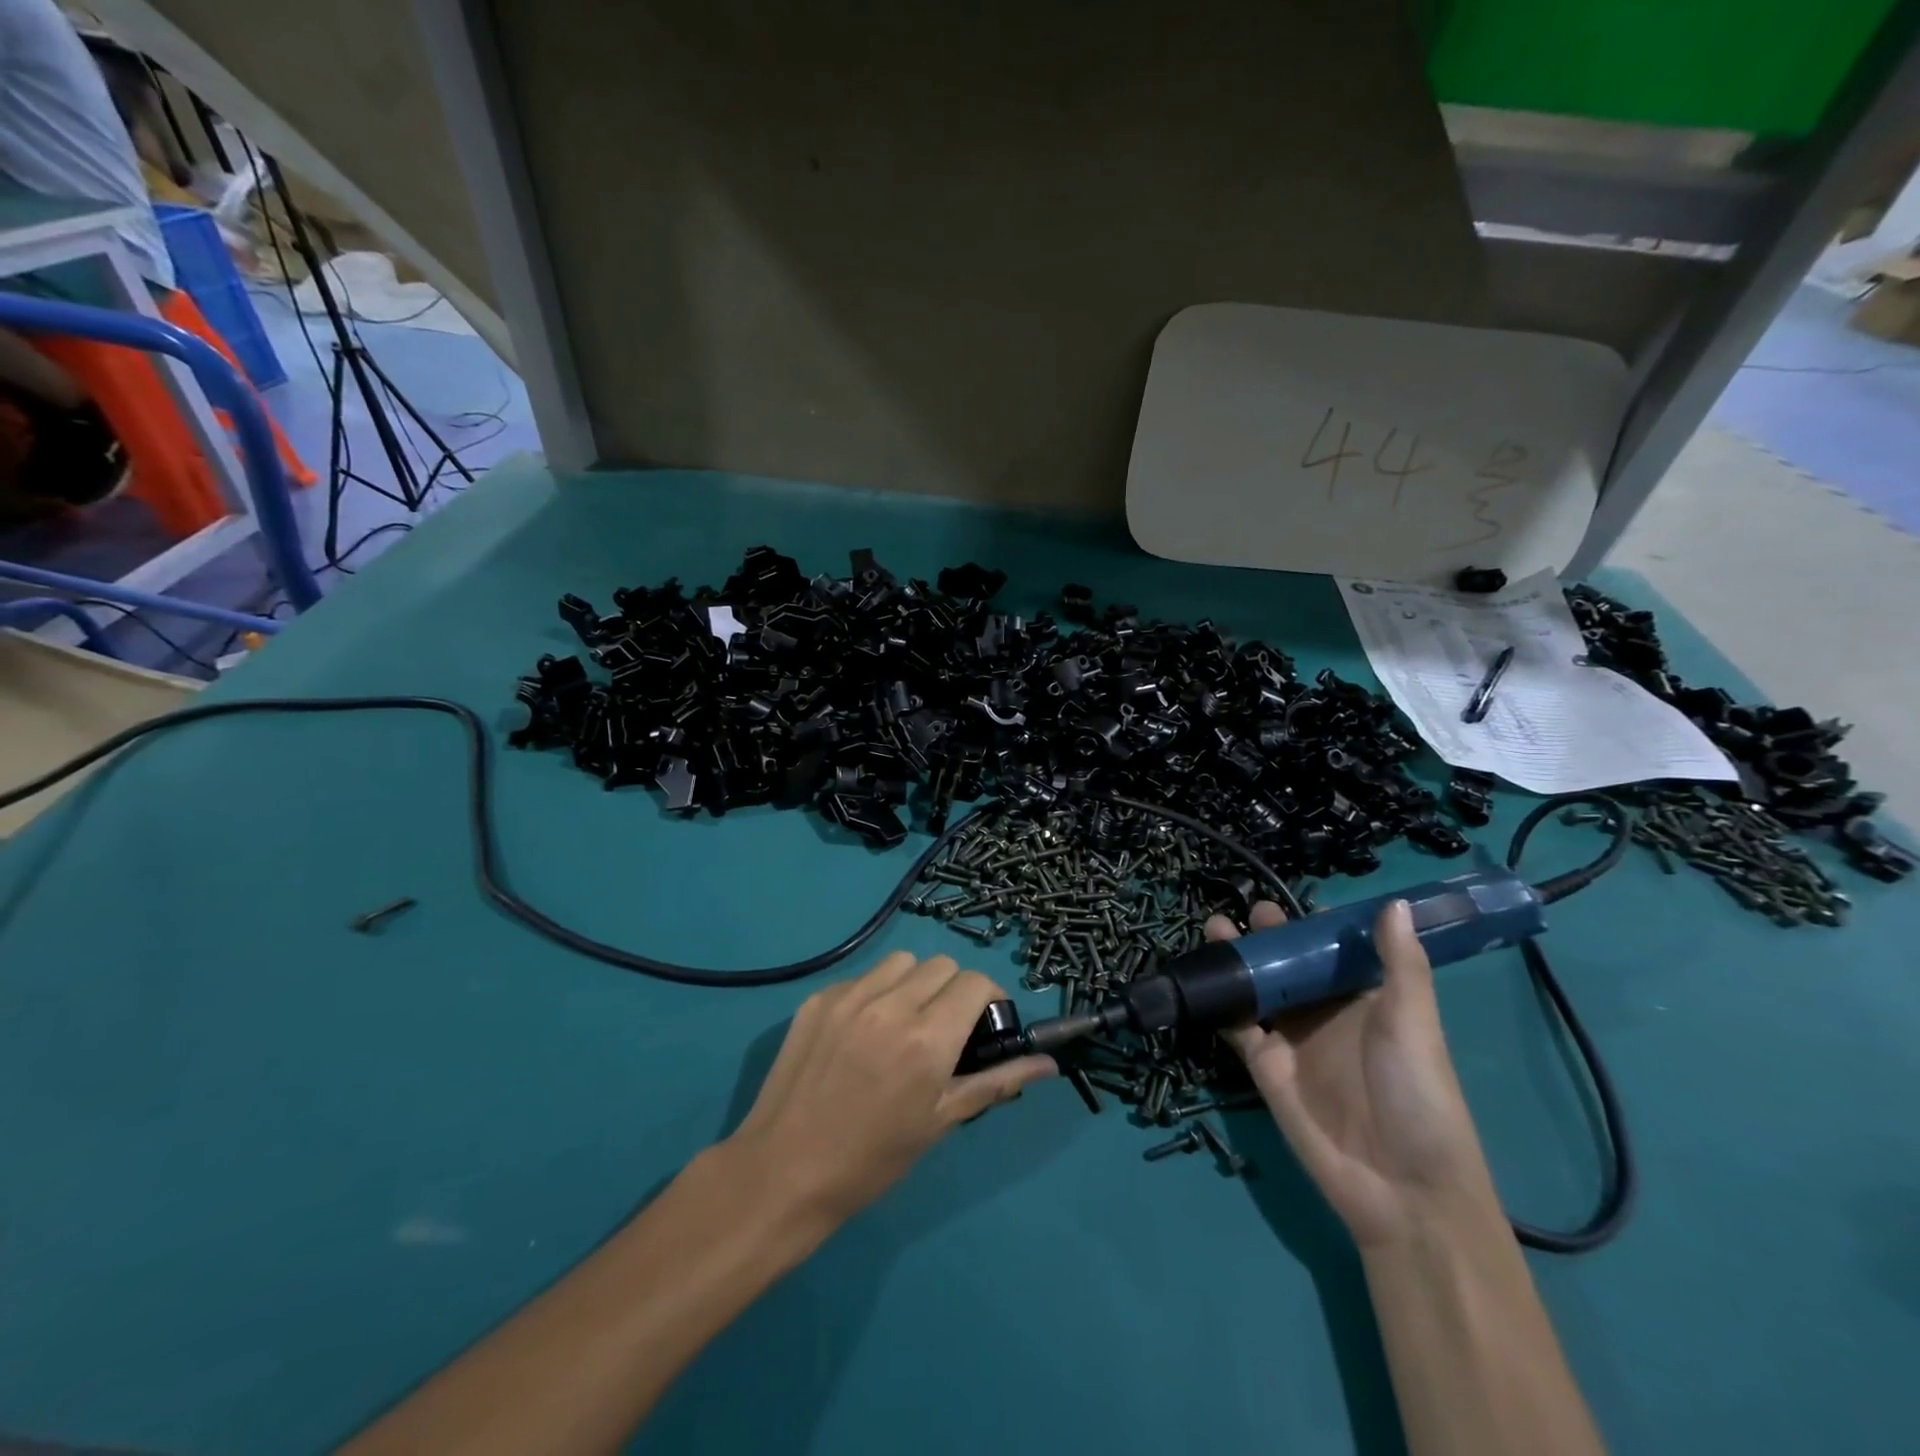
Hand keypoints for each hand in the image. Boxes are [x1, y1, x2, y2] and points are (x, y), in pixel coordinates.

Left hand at [726, 952, 1055, 1223]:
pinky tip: (863, 1031)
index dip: (988, 999)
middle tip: (943, 1029)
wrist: (784, 1171)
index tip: (983, 1024)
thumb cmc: (872, 1159)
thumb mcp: (941, 1121)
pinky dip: (875, 992)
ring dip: (914, 983)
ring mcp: (849, 996)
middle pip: (942, 965)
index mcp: (927, 1039)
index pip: (976, 982)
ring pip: (902, 961)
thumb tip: (1049, 1063)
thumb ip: (997, 1081)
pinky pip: (862, 976)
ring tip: (903, 1023)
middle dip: (953, 990)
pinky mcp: (817, 998)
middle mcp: (891, 1005)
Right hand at [1214, 899, 1499, 1248]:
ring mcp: (1291, 1039)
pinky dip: (1220, 1002)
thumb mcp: (1414, 1024)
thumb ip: (1399, 964)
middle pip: (1288, 964)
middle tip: (1249, 912)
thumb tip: (1396, 902)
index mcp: (1364, 999)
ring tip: (1215, 929)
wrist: (1400, 1187)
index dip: (1312, 924)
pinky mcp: (1263, 1066)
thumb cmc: (1416, 1095)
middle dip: (1268, 936)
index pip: (1333, 951)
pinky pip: (1237, 1025)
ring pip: (1257, 988)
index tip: (1288, 894)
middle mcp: (1324, 1013)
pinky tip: (1203, 977)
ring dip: (1237, 960)